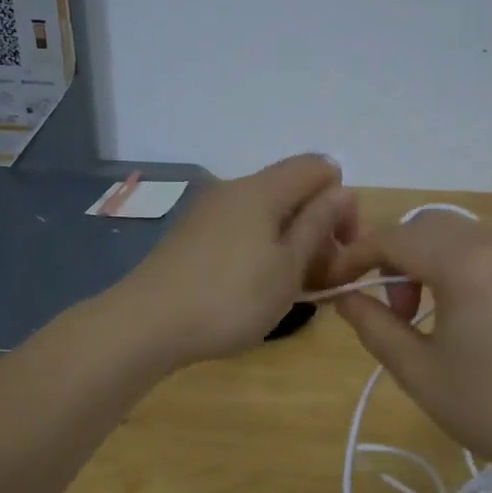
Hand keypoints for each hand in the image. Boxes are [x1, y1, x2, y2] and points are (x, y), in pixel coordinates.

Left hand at [113, 155, 357, 369]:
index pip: (319, 168)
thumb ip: (318, 225)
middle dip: (318, 228)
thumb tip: (343, 191)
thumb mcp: (287, 267)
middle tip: (323, 280)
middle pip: (292, 192)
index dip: (342, 203)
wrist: (147, 324)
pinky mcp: (192, 237)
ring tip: (292, 290)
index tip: (342, 249)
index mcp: (262, 189)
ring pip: (267, 215)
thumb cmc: (231, 298)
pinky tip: (257, 289)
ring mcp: (209, 213)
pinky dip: (262, 252)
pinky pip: (242, 231)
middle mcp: (234, 190)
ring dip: (291, 245)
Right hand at [326, 211, 491, 489]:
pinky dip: (466, 267)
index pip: (394, 239)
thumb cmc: (491, 408)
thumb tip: (346, 298)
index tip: (336, 283)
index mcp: (465, 264)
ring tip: (431, 315)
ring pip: (463, 235)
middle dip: (396, 256)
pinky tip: (473, 316)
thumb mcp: (418, 372)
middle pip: (428, 226)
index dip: (356, 256)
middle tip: (396, 310)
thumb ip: (374, 326)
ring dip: (431, 261)